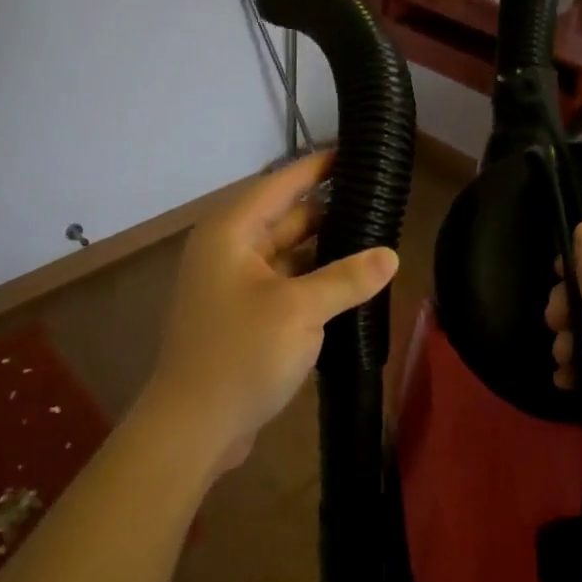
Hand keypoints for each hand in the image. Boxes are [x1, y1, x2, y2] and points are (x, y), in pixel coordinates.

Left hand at [142, 151, 398, 472]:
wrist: (192, 428)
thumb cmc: (241, 355)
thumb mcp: (301, 310)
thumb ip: (347, 278)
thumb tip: (390, 255)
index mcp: (232, 232)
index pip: (281, 184)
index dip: (318, 167)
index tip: (354, 153)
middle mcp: (229, 250)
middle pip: (287, 218)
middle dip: (330, 212)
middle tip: (380, 204)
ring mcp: (234, 284)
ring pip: (289, 253)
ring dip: (326, 250)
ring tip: (375, 242)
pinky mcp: (242, 315)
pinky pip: (285, 283)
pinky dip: (314, 281)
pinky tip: (350, 285)